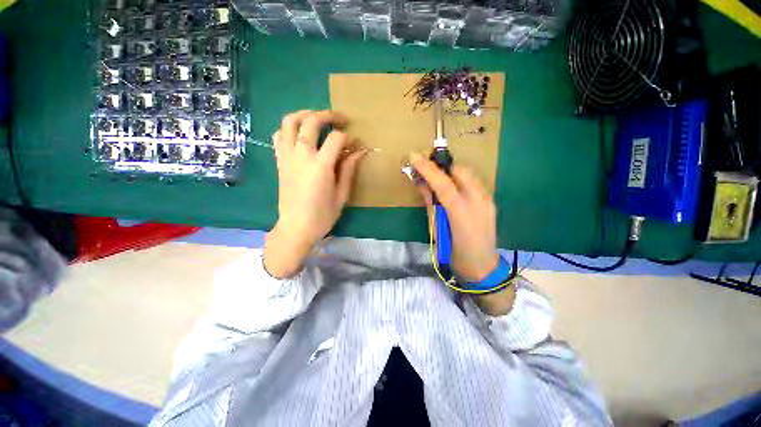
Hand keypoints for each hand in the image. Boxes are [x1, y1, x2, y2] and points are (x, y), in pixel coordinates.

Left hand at [264, 110, 366, 278]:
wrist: (295, 228)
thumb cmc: (322, 216)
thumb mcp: (341, 195)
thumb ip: (349, 170)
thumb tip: (359, 152)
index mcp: (320, 166)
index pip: (336, 139)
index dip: (348, 137)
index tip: (355, 143)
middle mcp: (301, 156)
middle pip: (311, 121)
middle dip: (328, 115)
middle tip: (340, 119)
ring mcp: (287, 157)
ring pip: (290, 122)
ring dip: (305, 114)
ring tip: (317, 118)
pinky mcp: (279, 161)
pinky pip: (279, 135)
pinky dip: (289, 128)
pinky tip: (300, 133)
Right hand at [409, 152, 499, 282]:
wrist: (482, 267)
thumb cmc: (454, 253)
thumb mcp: (436, 229)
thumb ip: (430, 204)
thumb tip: (421, 184)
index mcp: (461, 213)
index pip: (443, 183)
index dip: (427, 168)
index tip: (414, 156)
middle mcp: (479, 201)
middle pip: (460, 171)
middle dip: (442, 166)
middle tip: (427, 169)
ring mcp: (488, 200)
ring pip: (468, 175)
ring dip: (451, 173)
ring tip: (437, 179)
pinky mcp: (491, 201)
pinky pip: (473, 182)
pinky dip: (460, 180)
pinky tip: (452, 189)